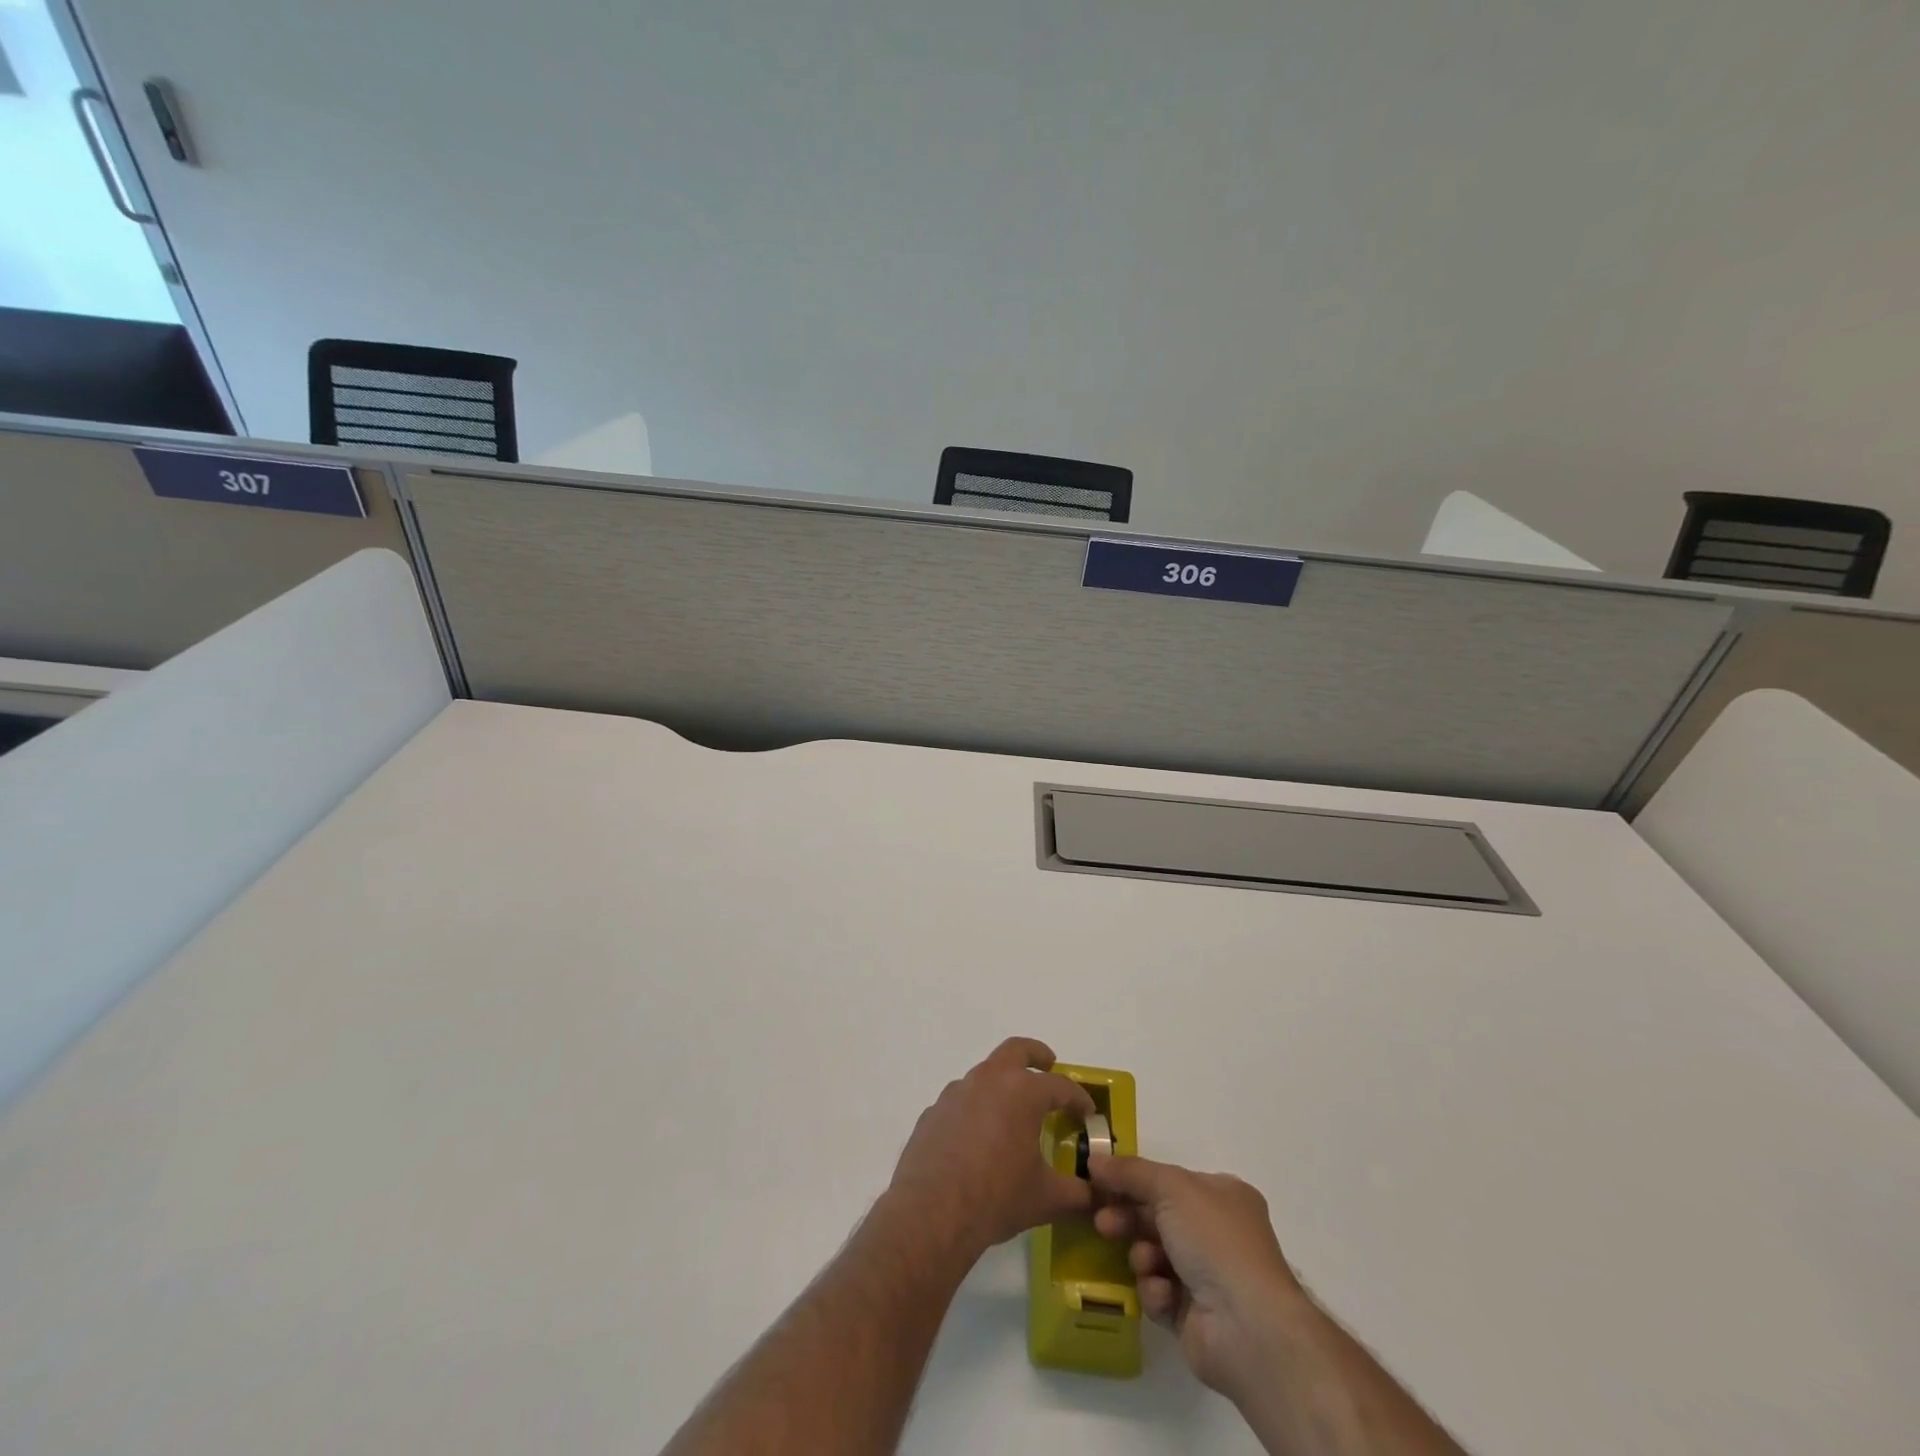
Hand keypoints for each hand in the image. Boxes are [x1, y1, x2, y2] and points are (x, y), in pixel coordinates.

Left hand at [886, 1037, 1096, 1260]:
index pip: (1059, 1086)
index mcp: (1021, 1092)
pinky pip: (960, 1101)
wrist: (932, 1213)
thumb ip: (1077, 1193)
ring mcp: (955, 1093)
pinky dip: (975, 1109)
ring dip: (1002, 1083)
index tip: (1087, 1112)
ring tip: (1013, 1110)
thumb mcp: (1046, 1198)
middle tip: (1048, 1064)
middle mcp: (988, 1080)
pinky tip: (978, 1138)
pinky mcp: (933, 1112)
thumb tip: (1097, 1195)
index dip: (1077, 1098)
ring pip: (984, 1074)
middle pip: (1016, 1051)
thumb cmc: (997, 1197)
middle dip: (1036, 1054)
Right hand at [1090, 1155, 1306, 1399]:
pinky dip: (1156, 1291)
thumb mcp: (1171, 1187)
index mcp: (1222, 1196)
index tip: (1099, 1182)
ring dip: (1142, 1256)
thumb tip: (1094, 1160)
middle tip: (1102, 1222)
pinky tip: (1163, 1294)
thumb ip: (1130, 1172)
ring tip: (1144, 1263)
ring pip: (1154, 1255)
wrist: (1247, 1327)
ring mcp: (1208, 1277)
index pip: (1168, 1181)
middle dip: (1128, 1218)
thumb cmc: (1215, 1241)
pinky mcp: (1194, 1317)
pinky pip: (1159, 1293)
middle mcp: (1217, 1233)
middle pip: (1157, 1217)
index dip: (1133, 1180)